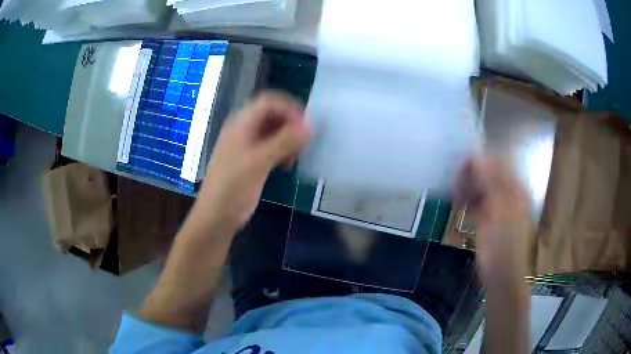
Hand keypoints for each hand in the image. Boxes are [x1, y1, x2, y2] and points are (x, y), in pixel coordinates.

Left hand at [184, 91, 310, 235]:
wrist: (216, 216)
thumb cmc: (233, 187)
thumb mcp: (259, 162)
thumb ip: (284, 141)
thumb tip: (309, 125)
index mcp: (241, 125)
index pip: (267, 103)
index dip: (288, 108)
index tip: (306, 124)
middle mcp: (244, 131)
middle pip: (271, 116)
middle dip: (290, 125)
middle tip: (303, 142)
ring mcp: (247, 147)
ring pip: (272, 133)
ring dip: (287, 140)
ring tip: (296, 156)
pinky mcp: (251, 161)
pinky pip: (270, 148)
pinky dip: (282, 152)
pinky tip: (286, 166)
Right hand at [455, 158, 531, 279]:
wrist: (501, 273)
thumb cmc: (505, 242)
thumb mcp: (500, 209)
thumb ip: (491, 181)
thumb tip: (476, 156)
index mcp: (514, 186)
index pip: (497, 162)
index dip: (479, 160)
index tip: (459, 164)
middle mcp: (507, 191)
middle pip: (487, 172)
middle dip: (470, 173)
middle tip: (454, 181)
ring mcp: (497, 204)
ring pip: (480, 185)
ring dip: (466, 186)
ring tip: (455, 193)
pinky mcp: (487, 217)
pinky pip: (476, 200)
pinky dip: (466, 198)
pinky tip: (458, 202)